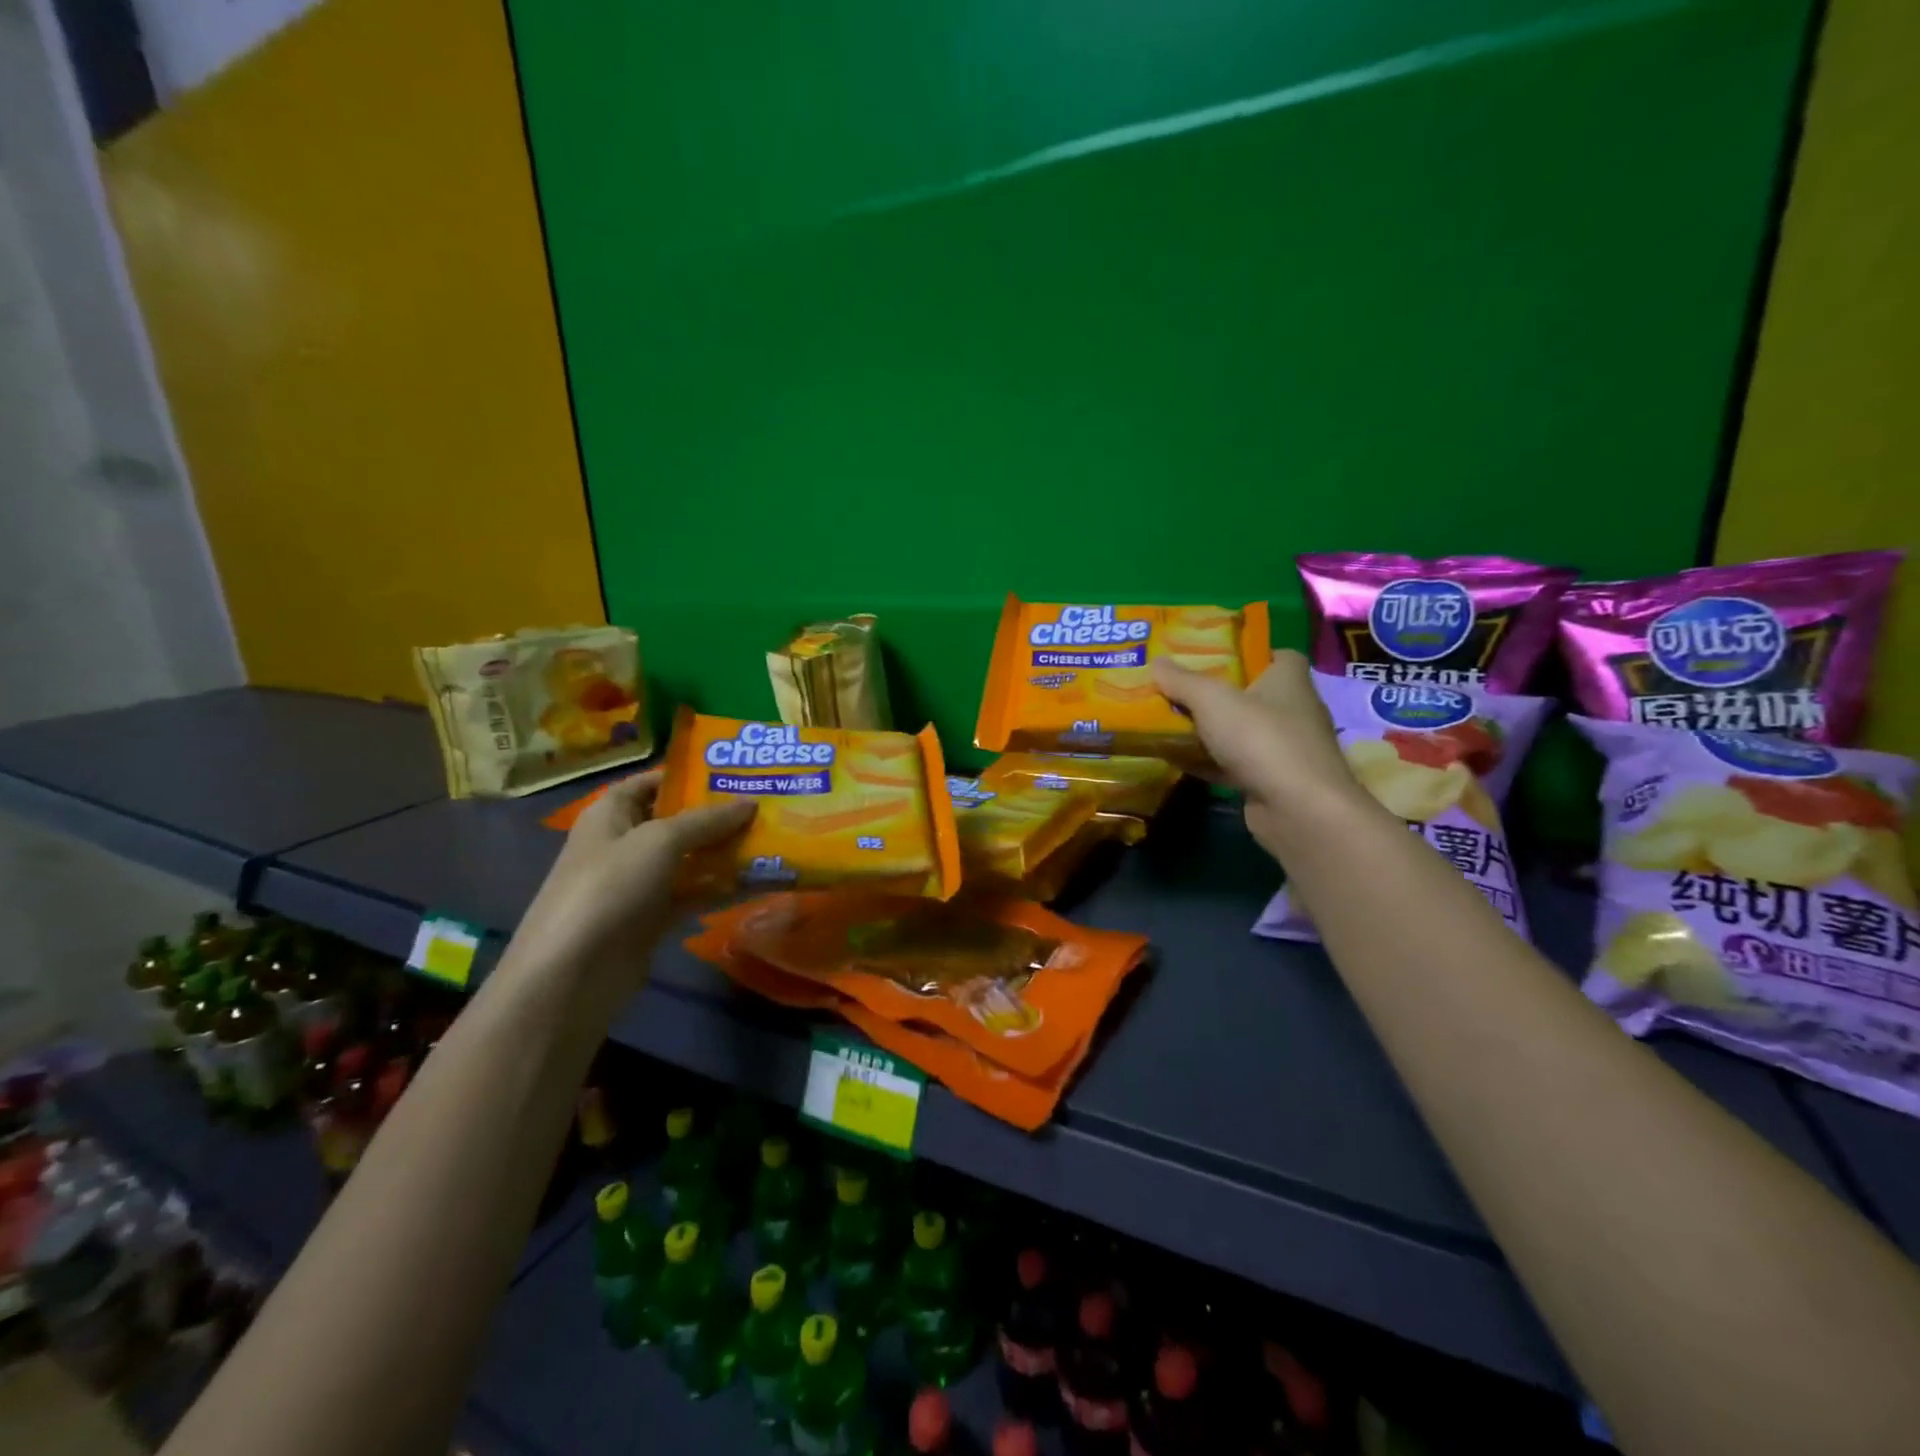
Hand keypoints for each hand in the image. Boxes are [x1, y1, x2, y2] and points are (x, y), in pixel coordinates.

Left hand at [507, 770, 754, 993]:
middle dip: (719, 814)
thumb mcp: (660, 841)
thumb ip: (707, 820)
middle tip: (768, 804)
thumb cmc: (610, 888)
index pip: (653, 782)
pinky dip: (719, 889)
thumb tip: (750, 803)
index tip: (738, 772)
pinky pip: (692, 894)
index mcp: (612, 813)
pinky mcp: (652, 918)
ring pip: (689, 859)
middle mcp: (624, 843)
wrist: (572, 974)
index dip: (691, 775)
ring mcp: (638, 883)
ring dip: (725, 852)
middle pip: (677, 821)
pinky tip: (757, 882)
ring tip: (772, 839)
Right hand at [1151, 650, 1365, 858]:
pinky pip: (1235, 764)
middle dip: (1218, 693)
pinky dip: (1209, 762)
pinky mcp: (1273, 781)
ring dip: (1211, 731)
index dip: (1248, 654)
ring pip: (1241, 732)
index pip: (1277, 656)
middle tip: (1178, 689)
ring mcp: (1285, 749)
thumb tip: (1157, 662)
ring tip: (1171, 722)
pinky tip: (1178, 760)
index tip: (1214, 657)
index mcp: (1289, 679)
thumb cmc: (1261, 738)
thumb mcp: (1212, 700)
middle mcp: (1294, 710)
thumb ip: (1182, 681)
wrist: (1298, 809)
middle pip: (1253, 694)